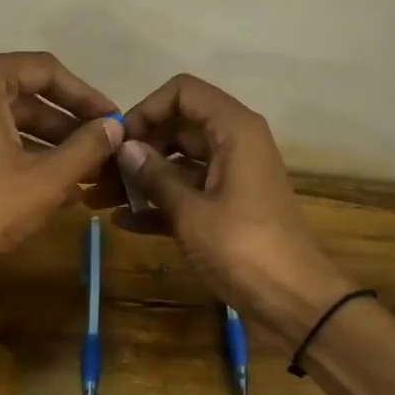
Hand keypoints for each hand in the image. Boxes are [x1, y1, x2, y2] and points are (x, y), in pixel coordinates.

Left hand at [0, 52, 122, 290]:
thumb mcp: (46, 179)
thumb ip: (86, 147)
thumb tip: (115, 127)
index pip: (45, 71)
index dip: (86, 97)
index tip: (114, 121)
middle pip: (23, 95)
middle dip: (66, 125)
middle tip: (103, 151)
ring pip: (3, 119)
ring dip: (45, 144)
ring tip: (84, 172)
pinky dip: (15, 153)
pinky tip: (49, 182)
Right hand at [109, 75, 351, 344]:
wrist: (294, 301)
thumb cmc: (243, 248)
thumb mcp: (192, 211)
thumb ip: (156, 176)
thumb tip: (125, 148)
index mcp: (233, 130)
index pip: (183, 92)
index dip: (147, 109)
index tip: (118, 141)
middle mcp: (233, 144)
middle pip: (177, 127)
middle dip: (138, 149)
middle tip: (99, 175)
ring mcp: (230, 177)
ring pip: (179, 163)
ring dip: (142, 179)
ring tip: (100, 199)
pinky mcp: (227, 208)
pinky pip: (188, 193)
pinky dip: (160, 204)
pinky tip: (125, 223)